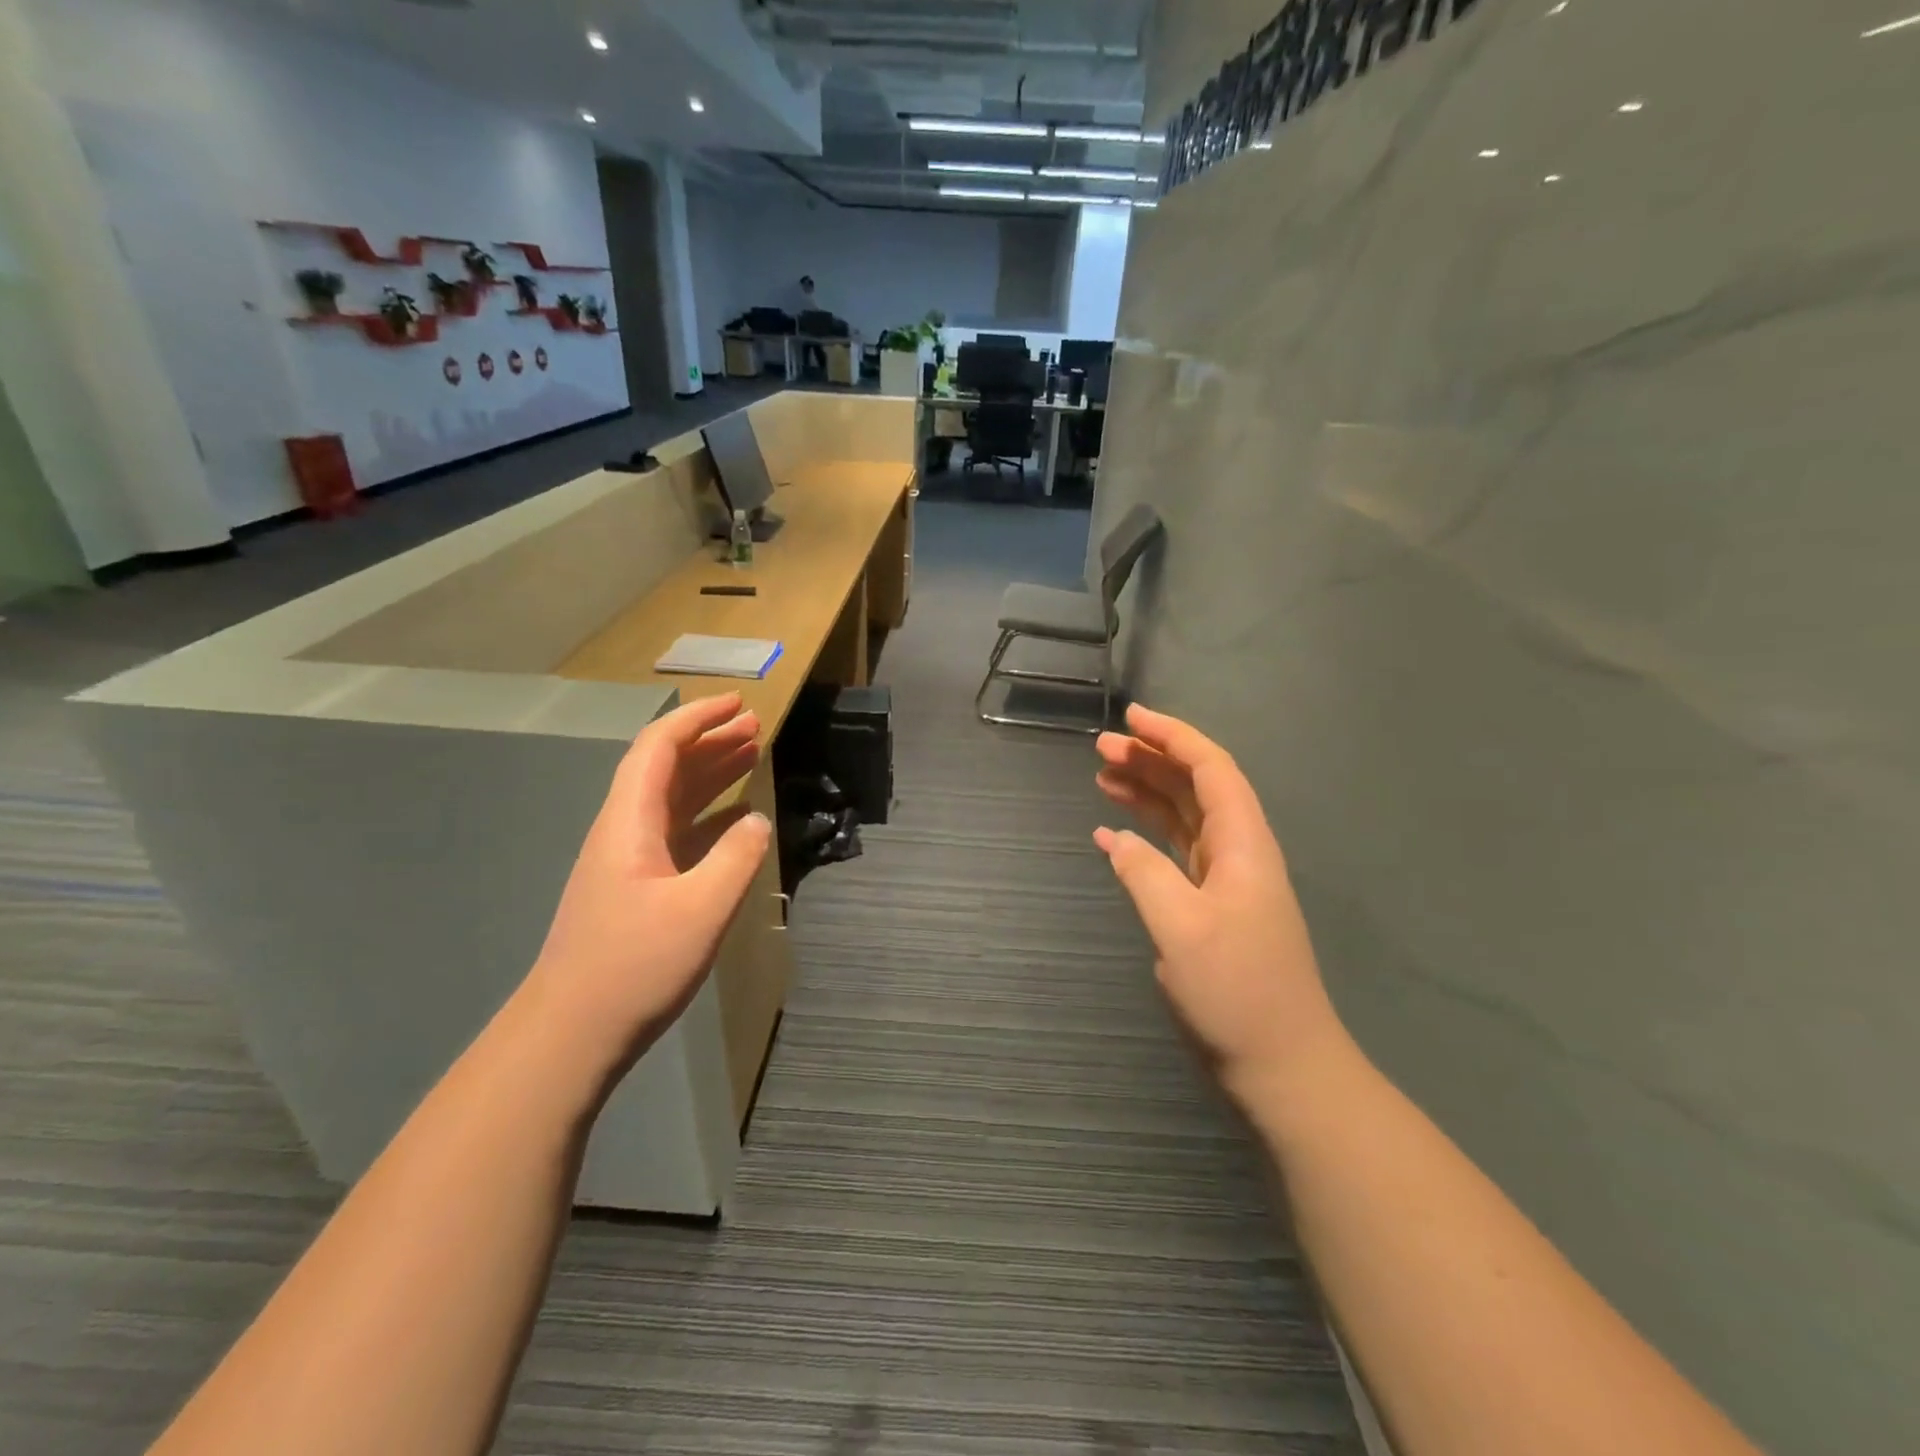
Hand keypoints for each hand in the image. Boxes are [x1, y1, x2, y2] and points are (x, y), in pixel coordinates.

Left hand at [526, 693, 771, 1077]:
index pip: (659, 748)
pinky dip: (707, 815)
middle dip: (710, 741)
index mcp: (630, 823)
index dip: (698, 719)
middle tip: (755, 727)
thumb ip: (737, 858)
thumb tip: (758, 821)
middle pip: (665, 768)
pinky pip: (675, 832)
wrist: (572, 1032)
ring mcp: (627, 861)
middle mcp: (623, 831)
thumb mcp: (701, 909)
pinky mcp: (635, 888)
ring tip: (750, 756)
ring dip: (709, 774)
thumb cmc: (635, 966)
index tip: (738, 704)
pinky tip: (734, 820)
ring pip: (670, 799)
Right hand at [1093, 704, 1349, 1110]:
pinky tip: (1113, 834)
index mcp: (1243, 844)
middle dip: (1152, 760)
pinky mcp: (1212, 908)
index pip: (1211, 769)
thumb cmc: (1236, 993)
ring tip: (1103, 776)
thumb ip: (1144, 874)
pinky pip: (1175, 854)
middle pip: (1195, 787)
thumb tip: (1115, 838)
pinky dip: (1144, 837)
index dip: (1173, 737)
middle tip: (1101, 748)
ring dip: (1147, 792)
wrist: (1282, 1066)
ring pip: (1184, 817)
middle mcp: (1238, 852)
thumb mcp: (1181, 928)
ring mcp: (1226, 881)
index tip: (1131, 719)